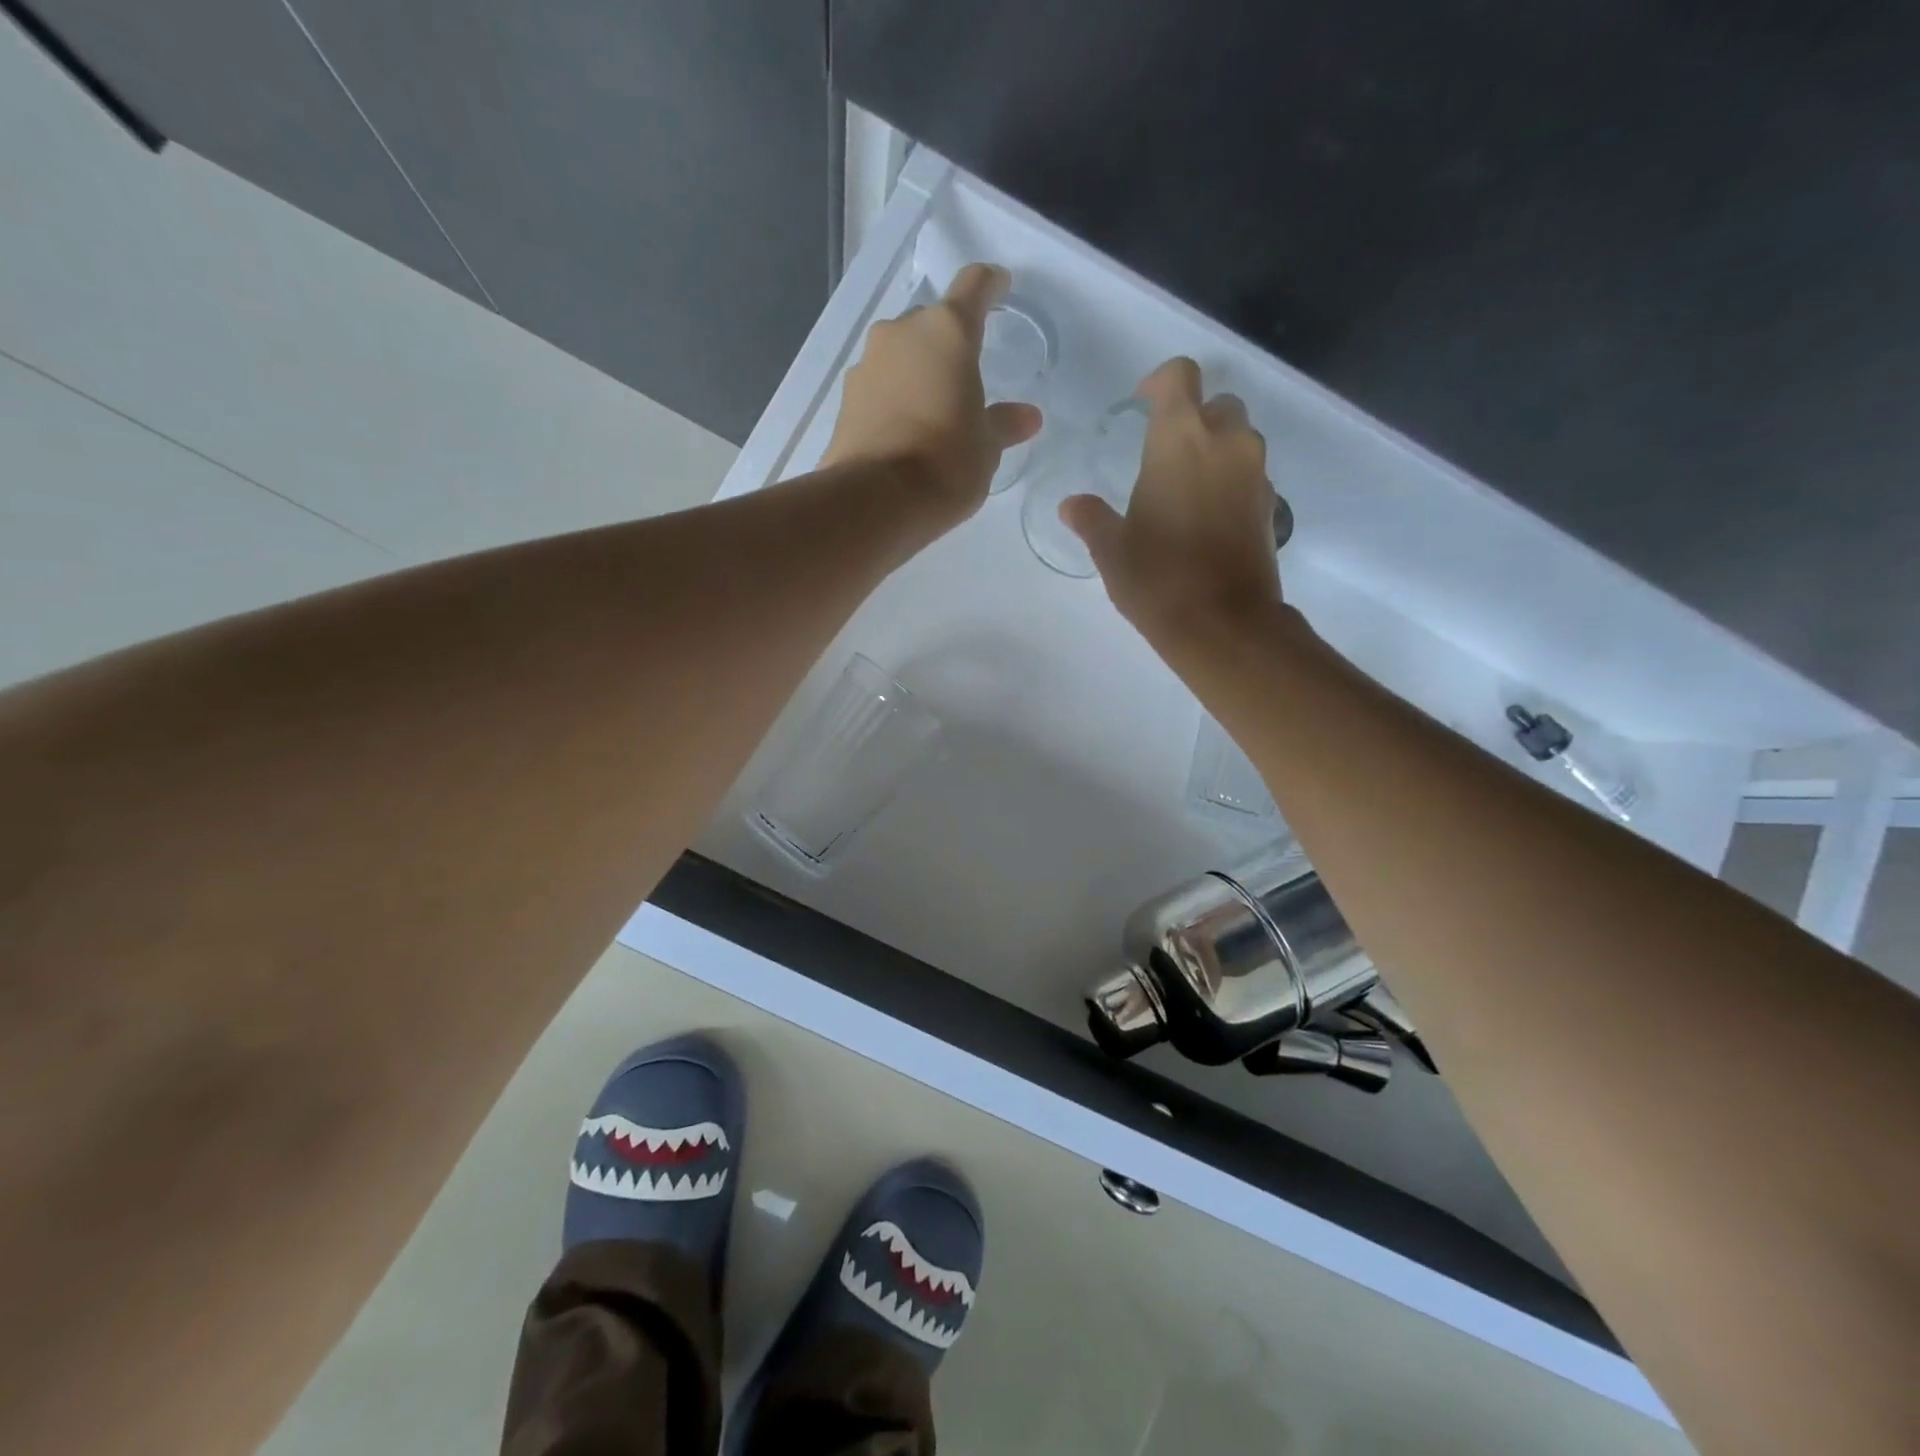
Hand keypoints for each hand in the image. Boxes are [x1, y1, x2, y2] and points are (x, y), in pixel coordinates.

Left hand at [821, 264, 1043, 526]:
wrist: (875, 500)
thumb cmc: (946, 464)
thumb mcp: (986, 448)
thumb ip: (1004, 424)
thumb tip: (1028, 416)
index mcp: (948, 332)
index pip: (974, 287)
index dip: (990, 285)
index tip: (999, 287)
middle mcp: (902, 333)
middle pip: (932, 324)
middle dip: (948, 345)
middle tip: (964, 380)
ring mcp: (867, 363)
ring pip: (901, 355)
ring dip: (917, 373)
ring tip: (933, 412)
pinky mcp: (845, 398)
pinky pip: (879, 386)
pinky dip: (894, 398)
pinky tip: (905, 431)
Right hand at [1062, 357, 1286, 646]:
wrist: (1223, 624)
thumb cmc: (1157, 577)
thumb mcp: (1111, 550)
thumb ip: (1091, 519)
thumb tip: (1072, 505)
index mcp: (1181, 438)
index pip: (1180, 376)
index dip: (1160, 383)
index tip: (1142, 406)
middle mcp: (1226, 442)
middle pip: (1217, 404)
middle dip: (1193, 418)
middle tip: (1164, 454)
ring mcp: (1255, 473)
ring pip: (1239, 438)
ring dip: (1215, 449)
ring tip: (1185, 488)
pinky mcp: (1271, 504)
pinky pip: (1250, 474)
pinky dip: (1231, 481)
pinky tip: (1207, 517)